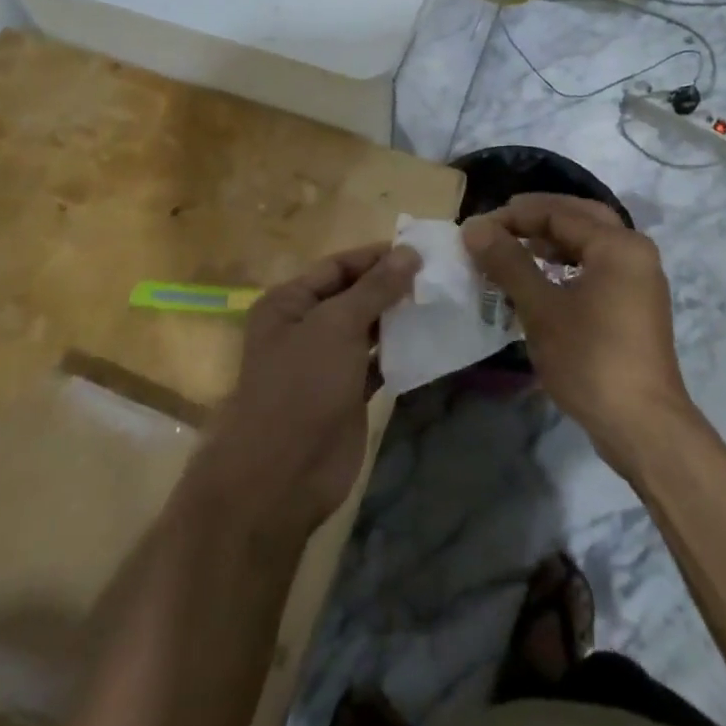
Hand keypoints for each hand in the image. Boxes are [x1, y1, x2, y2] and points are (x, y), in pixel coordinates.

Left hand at [199, 243, 417, 538]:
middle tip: (438, 276)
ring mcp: (326, 362)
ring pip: (368, 329)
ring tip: (441, 303)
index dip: (376, 256)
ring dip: (399, 318)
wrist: (283, 475)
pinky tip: (431, 341)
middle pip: (354, 295)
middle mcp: (305, 326)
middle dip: (391, 286)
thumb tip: (409, 252)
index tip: (420, 250)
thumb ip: (375, 288)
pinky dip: (400, 352)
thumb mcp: (337, 325)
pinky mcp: (347, 393)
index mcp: (289, 302)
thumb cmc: (302, 385)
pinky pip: (377, 362)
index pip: (337, 265)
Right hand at [461, 196, 689, 468]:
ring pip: (589, 244)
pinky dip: (567, 264)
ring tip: (514, 250)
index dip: (513, 216)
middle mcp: (635, 252)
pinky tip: (542, 279)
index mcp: (618, 244)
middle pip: (580, 218)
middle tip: (499, 226)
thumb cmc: (591, 359)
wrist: (642, 426)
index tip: (476, 230)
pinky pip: (597, 267)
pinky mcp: (635, 305)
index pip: (558, 212)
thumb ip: (508, 262)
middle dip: (537, 219)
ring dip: (551, 241)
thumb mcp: (541, 308)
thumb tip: (474, 227)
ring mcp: (639, 279)